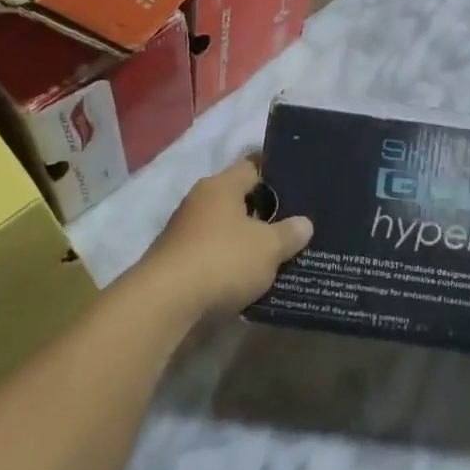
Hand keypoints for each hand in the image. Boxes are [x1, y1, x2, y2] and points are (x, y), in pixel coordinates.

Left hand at [137, 158, 312, 319]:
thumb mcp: (268, 247)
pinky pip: (215, 254)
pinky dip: (232, 263)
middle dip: (265, 211)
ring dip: (248, 240)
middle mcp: (200, 201)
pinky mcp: (179, 261)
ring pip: (227, 229)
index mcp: (221, 186)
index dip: (276, 173)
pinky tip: (252, 277)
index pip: (253, 166)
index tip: (299, 184)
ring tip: (280, 253)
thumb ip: (289, 233)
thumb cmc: (222, 260)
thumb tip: (304, 223)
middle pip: (239, 198)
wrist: (165, 304)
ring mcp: (185, 232)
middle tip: (296, 222)